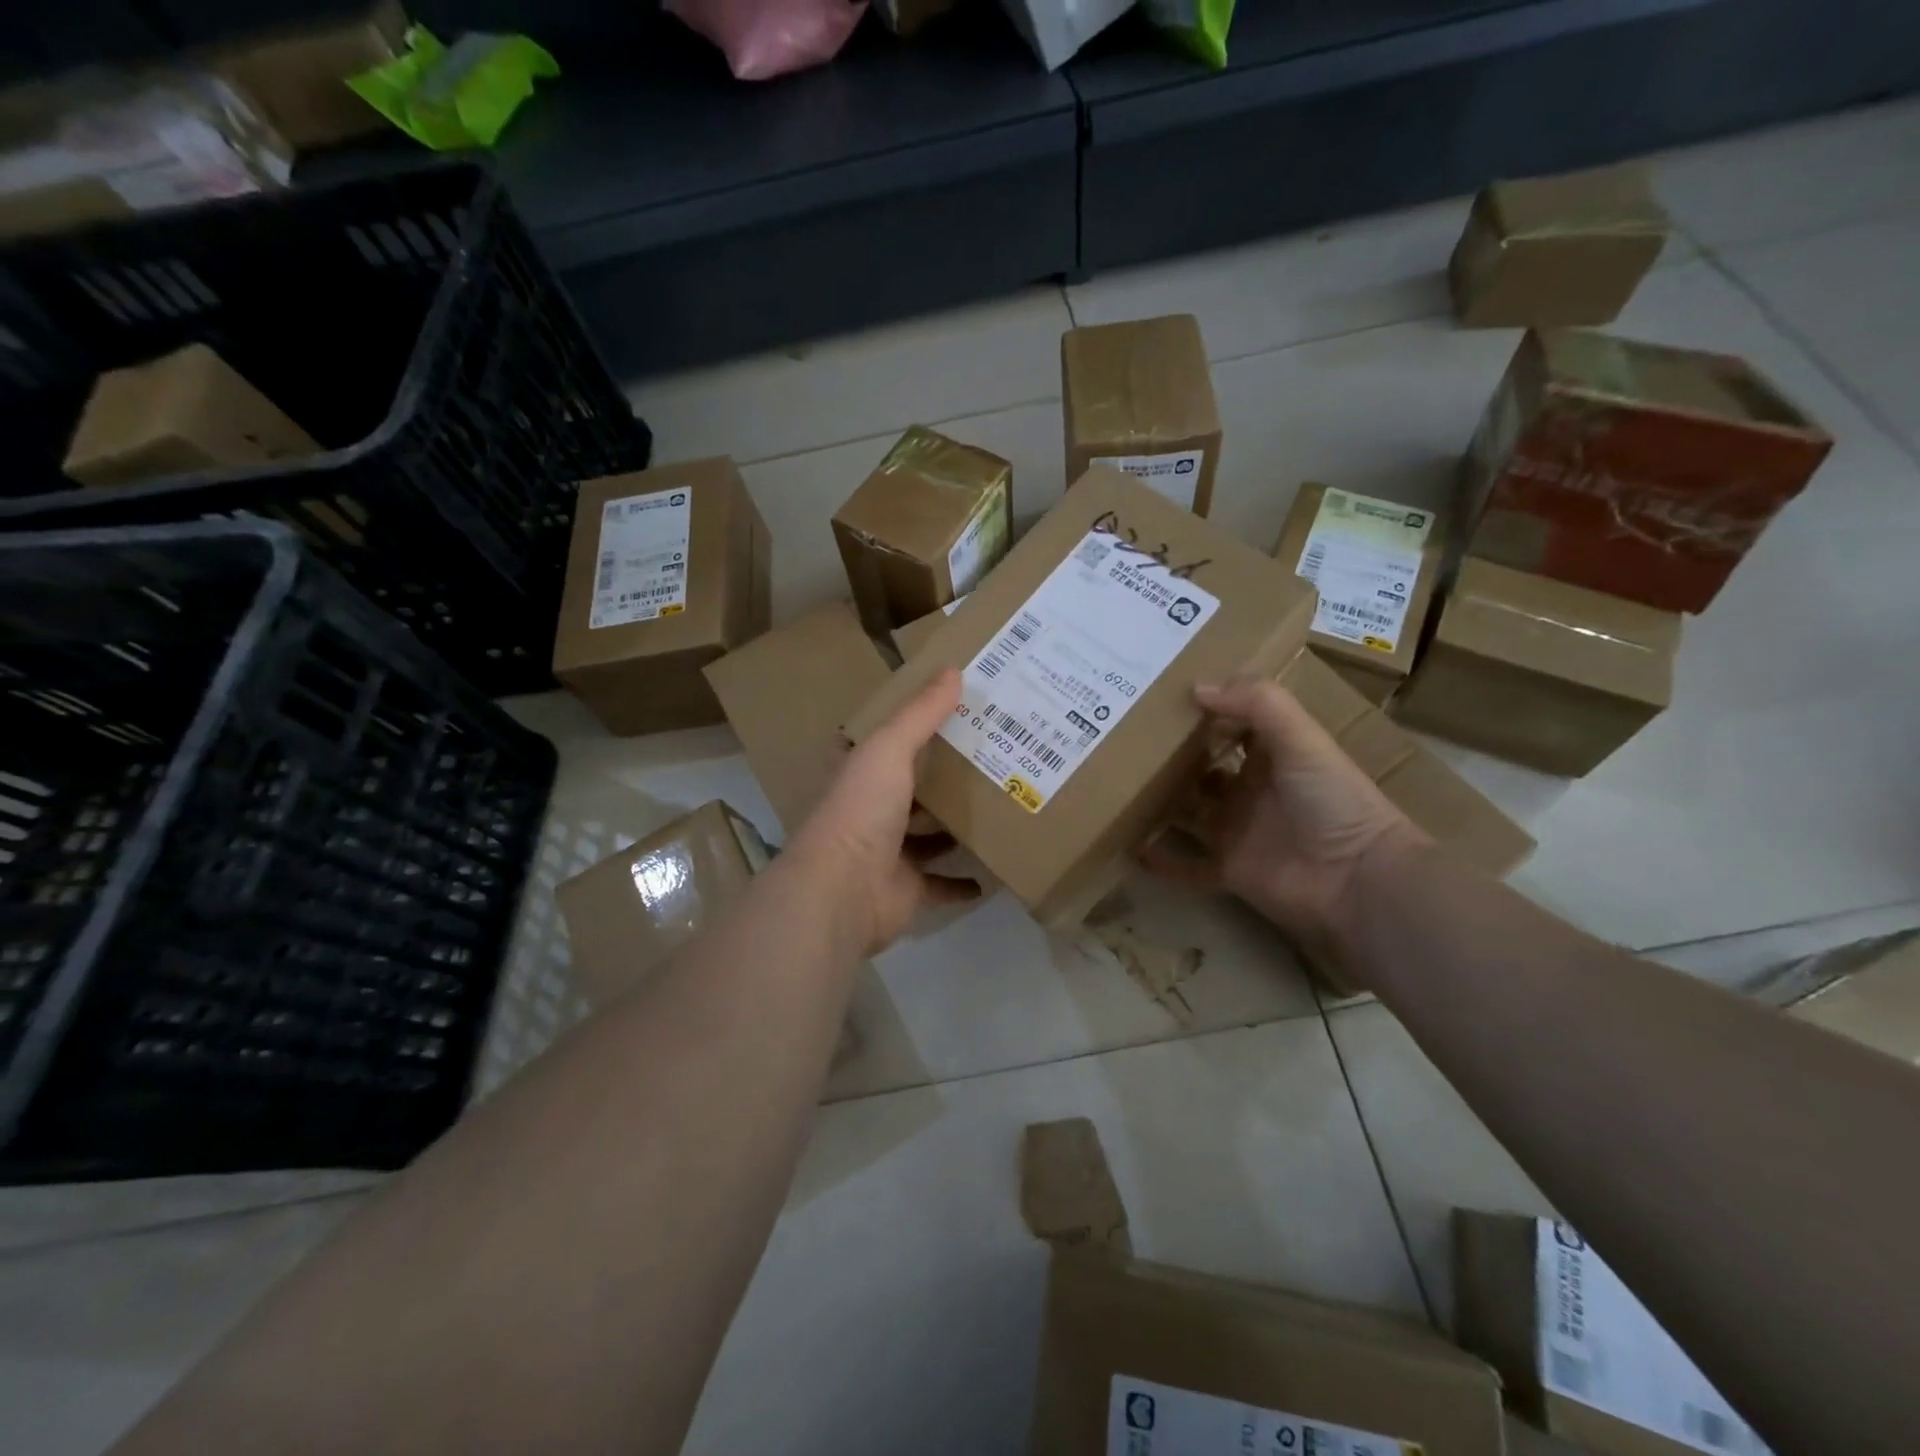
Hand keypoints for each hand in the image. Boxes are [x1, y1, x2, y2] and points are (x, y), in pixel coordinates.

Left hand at [785, 667, 979, 955]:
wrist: (843, 890)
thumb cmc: (861, 810)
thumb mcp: (889, 749)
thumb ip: (920, 713)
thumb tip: (953, 669)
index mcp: (861, 775)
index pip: (888, 745)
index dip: (917, 730)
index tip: (958, 715)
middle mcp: (872, 812)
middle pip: (914, 791)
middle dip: (945, 780)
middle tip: (994, 762)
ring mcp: (888, 854)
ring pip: (928, 836)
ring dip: (954, 829)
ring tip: (999, 810)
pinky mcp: (906, 890)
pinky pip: (941, 884)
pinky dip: (962, 882)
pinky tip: (991, 873)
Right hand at [1143, 678, 1427, 946]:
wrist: (1357, 881)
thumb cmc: (1332, 800)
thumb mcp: (1302, 739)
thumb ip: (1258, 703)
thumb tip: (1196, 687)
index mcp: (1271, 757)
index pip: (1231, 727)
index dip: (1203, 713)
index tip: (1158, 697)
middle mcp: (1249, 791)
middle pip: (1201, 770)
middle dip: (1169, 758)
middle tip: (1119, 740)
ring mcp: (1236, 832)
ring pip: (1187, 814)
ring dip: (1157, 804)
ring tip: (1113, 786)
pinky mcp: (1227, 870)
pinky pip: (1186, 865)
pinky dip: (1160, 859)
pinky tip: (1128, 844)